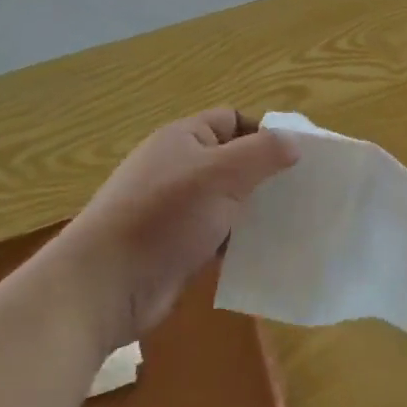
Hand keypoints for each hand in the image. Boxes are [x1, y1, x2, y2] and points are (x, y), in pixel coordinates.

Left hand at [64, 109, 295, 347]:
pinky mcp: (176, 246)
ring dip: (255, 211)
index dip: (264, 133)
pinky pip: (218, 235)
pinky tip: (265, 253)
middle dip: (265, 175)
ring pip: (228, 201)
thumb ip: (263, 153)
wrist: (104, 286)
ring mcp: (175, 209)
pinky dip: (239, 241)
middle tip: (303, 193)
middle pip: (233, 161)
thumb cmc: (164, 216)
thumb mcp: (221, 174)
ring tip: (293, 223)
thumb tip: (294, 142)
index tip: (297, 158)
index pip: (232, 120)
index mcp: (183, 138)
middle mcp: (178, 167)